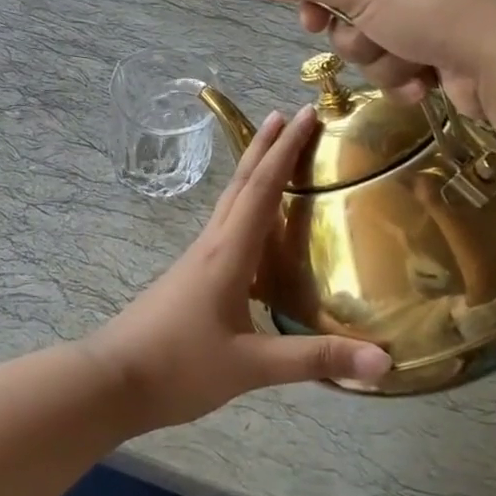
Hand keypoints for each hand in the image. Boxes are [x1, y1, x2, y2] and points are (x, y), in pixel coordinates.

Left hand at [87, 106, 392, 429]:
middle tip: (288, 114)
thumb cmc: (178, 367)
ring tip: (274, 153)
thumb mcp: (250, 367)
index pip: (261, 188)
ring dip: (253, 171)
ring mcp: (196, 260)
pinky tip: (253, 225)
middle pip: (241, 183)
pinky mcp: (190, 277)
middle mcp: (211, 245)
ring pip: (229, 202)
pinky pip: (224, 226)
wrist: (111, 381)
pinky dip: (244, 206)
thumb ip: (314, 360)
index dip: (285, 150)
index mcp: (227, 254)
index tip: (304, 114)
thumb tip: (384, 361)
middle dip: (266, 146)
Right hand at [247, 0, 495, 121]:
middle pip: (349, 13)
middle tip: (376, 38)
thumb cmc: (425, 6)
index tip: (310, 22)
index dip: (317, 0)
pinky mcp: (444, 50)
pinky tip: (426, 80)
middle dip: (357, 38)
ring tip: (412, 60)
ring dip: (383, 62)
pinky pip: (400, 67)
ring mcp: (431, 13)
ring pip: (372, 46)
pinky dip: (406, 78)